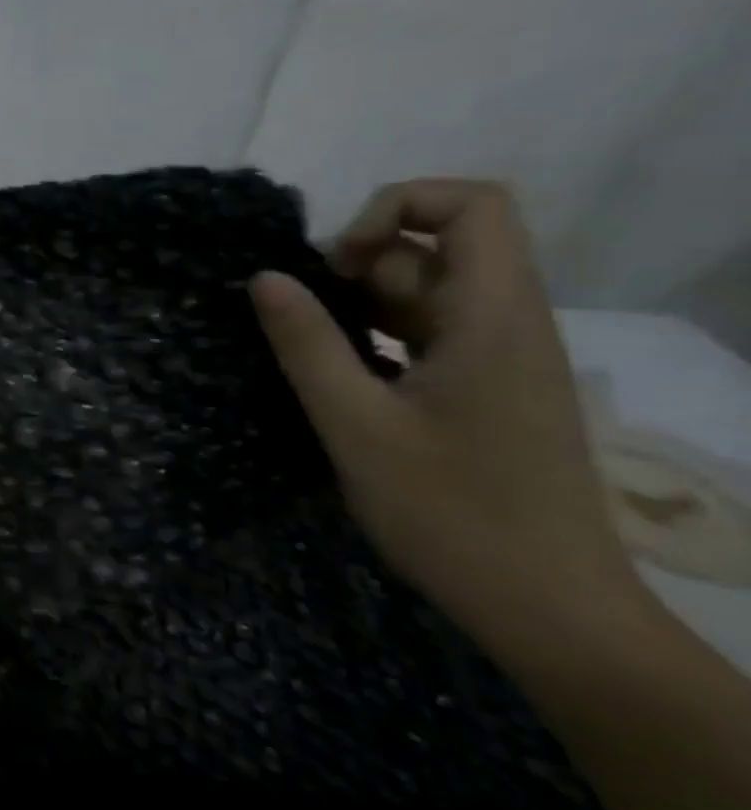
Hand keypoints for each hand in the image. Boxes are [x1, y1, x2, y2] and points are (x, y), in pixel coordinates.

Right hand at [248, 180, 644, 647]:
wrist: (546, 605)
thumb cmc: (450, 512)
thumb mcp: (355, 425)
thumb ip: (307, 344)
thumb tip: (264, 276)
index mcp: (492, 318)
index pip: (472, 205)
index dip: (395, 206)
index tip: (335, 262)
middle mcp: (508, 324)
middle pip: (440, 246)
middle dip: (362, 263)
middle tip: (308, 317)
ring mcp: (502, 358)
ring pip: (431, 291)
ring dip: (365, 303)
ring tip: (314, 351)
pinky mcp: (490, 390)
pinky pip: (432, 332)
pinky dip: (381, 336)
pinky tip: (343, 378)